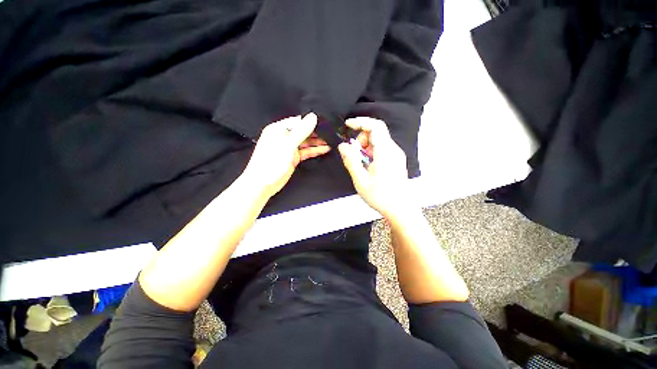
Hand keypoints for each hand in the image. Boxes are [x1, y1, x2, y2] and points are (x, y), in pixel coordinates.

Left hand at [242, 113, 329, 198]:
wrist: (263, 184)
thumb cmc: (270, 162)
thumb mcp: (287, 144)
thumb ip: (301, 131)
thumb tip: (313, 117)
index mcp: (279, 129)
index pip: (298, 121)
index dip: (311, 121)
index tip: (324, 122)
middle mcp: (284, 137)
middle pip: (303, 131)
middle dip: (316, 132)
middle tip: (330, 132)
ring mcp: (289, 148)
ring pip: (306, 142)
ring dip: (317, 142)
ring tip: (330, 141)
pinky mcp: (293, 158)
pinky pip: (306, 152)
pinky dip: (314, 151)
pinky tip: (324, 149)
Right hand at [338, 117, 411, 219]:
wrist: (400, 209)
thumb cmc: (380, 196)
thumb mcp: (360, 180)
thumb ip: (350, 160)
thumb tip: (342, 146)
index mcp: (385, 152)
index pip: (375, 126)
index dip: (361, 122)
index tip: (348, 125)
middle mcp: (393, 150)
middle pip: (377, 132)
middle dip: (362, 138)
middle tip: (355, 154)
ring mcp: (396, 155)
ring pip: (379, 141)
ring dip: (366, 147)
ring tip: (361, 164)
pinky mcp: (396, 160)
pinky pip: (382, 149)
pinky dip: (372, 152)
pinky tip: (368, 166)